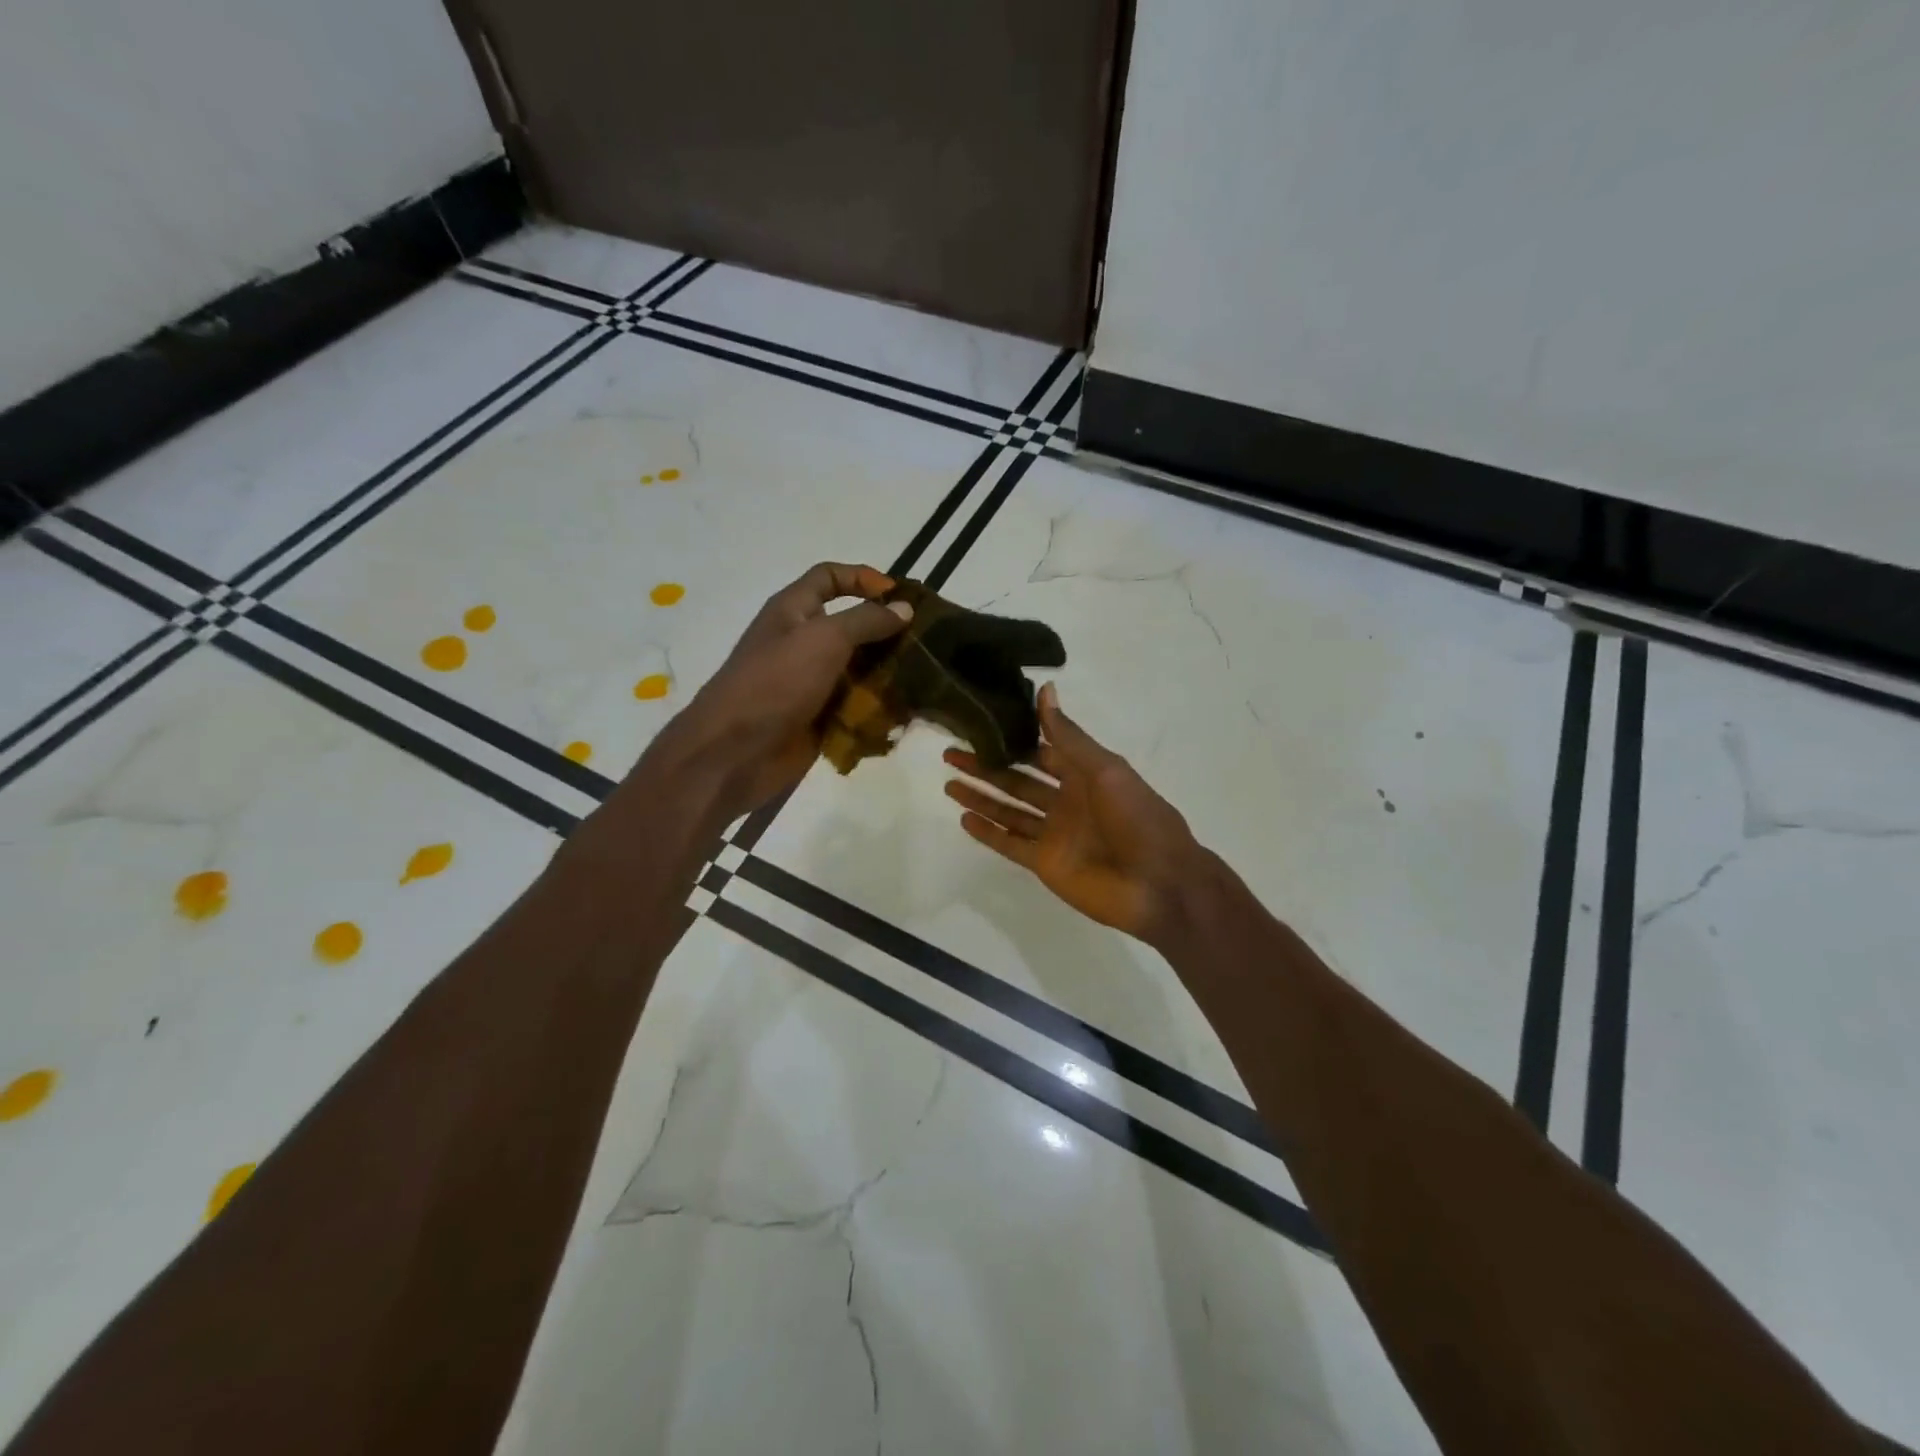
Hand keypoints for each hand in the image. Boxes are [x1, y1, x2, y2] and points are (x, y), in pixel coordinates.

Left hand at [644, 562, 911, 823]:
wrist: (734, 752)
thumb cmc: (774, 683)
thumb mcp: (823, 639)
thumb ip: (866, 620)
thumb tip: (904, 607)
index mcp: (793, 611)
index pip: (829, 578)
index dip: (863, 578)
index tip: (899, 595)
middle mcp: (803, 642)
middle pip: (852, 626)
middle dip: (887, 631)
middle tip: (927, 641)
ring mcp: (812, 683)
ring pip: (859, 669)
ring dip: (890, 672)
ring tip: (926, 676)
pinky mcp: (820, 718)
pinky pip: (857, 706)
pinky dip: (880, 707)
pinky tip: (910, 710)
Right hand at [943, 683, 1214, 947]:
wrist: (1159, 884)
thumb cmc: (1138, 818)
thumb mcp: (1106, 769)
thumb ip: (1069, 736)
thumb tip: (1045, 689)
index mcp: (1084, 775)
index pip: (1041, 751)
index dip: (1013, 738)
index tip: (981, 723)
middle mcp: (1065, 801)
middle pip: (1017, 780)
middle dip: (986, 767)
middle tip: (950, 753)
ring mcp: (1054, 834)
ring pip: (1009, 811)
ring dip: (981, 797)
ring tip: (948, 783)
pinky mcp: (1044, 864)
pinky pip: (1010, 845)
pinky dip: (988, 833)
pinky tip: (964, 818)